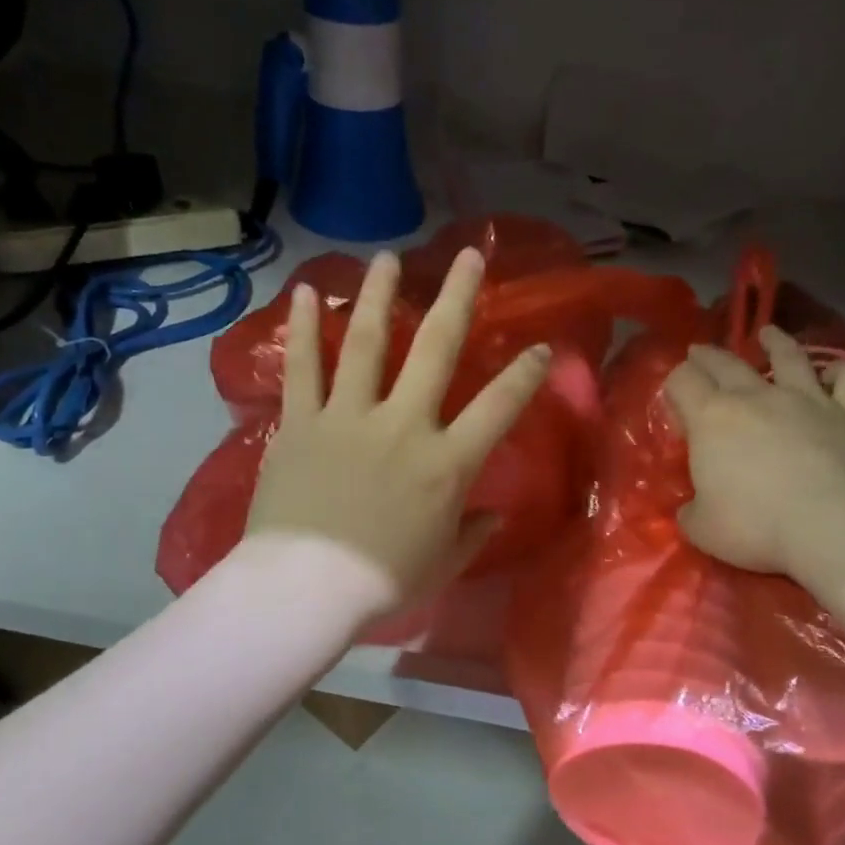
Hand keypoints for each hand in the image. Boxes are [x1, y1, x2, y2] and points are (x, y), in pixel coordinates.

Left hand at [245, 247, 550, 615]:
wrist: (305, 588)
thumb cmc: (382, 581)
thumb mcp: (443, 563)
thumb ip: (473, 533)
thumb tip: (495, 513)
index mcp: (445, 463)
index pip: (499, 408)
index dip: (525, 375)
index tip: (542, 347)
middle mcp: (403, 425)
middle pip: (436, 349)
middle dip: (457, 298)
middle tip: (469, 256)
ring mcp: (349, 417)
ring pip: (368, 343)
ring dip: (380, 296)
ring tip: (389, 259)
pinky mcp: (302, 422)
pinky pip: (304, 368)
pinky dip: (305, 329)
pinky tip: (308, 292)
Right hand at [661, 326, 844, 574]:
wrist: (833, 523)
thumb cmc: (756, 524)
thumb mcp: (702, 529)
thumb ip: (692, 512)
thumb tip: (692, 508)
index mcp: (711, 418)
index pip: (682, 381)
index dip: (674, 385)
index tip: (675, 400)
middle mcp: (756, 397)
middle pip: (725, 363)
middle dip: (708, 356)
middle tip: (700, 352)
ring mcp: (807, 400)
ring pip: (789, 357)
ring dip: (776, 342)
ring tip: (768, 333)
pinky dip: (843, 371)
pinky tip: (839, 369)